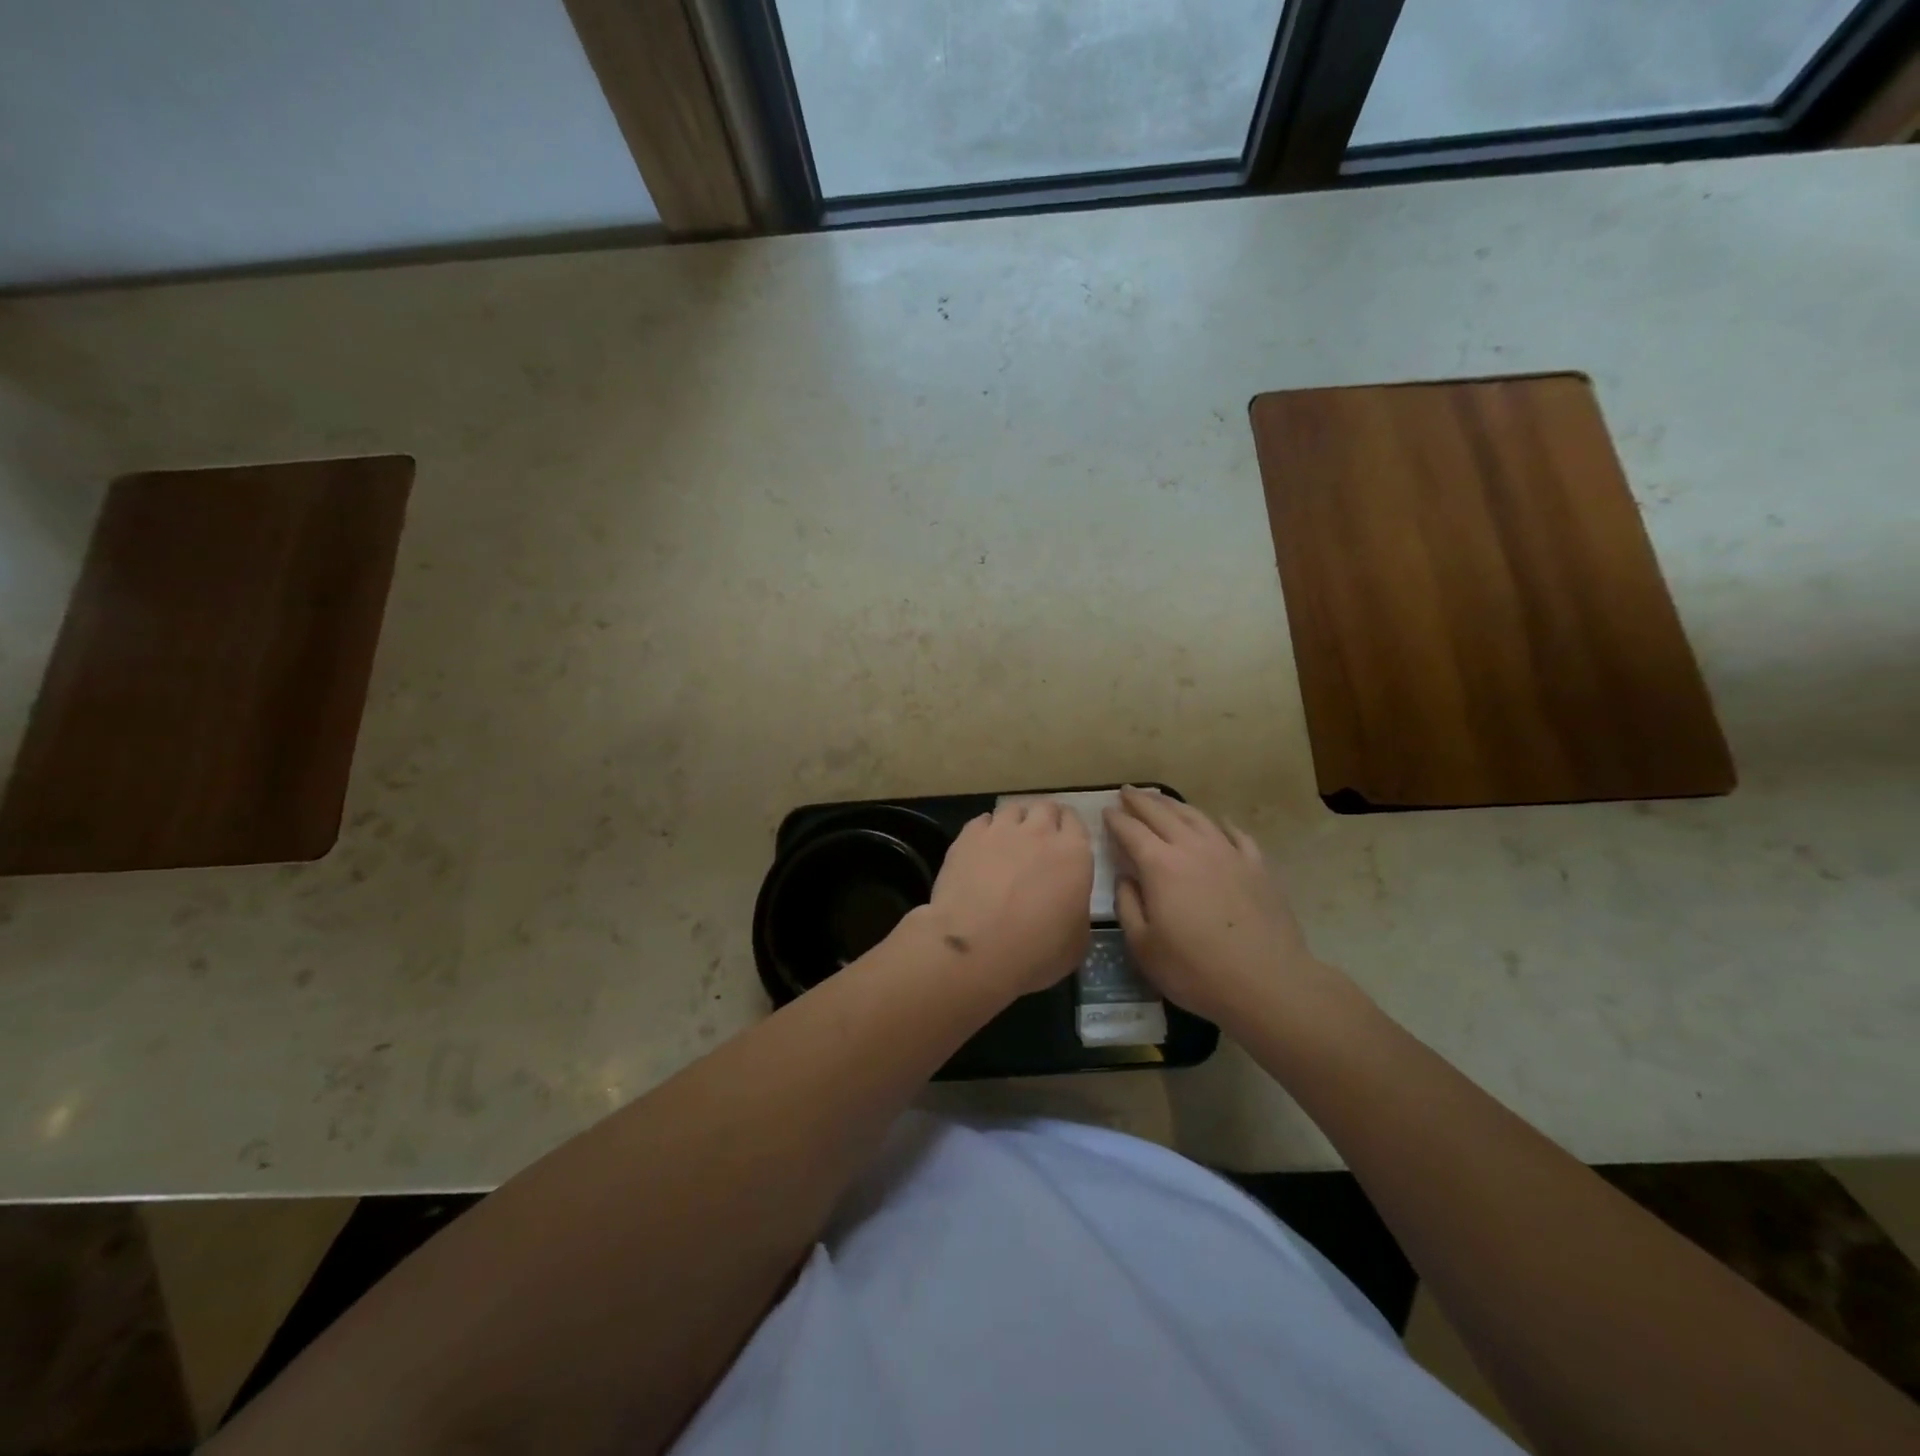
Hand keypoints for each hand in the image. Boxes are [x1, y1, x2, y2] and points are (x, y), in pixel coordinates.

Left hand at [916, 800, 1092, 995]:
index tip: (1064, 842)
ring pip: (1013, 809)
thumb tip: (1069, 902)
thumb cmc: (1035, 952)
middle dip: (1044, 819)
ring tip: (1008, 842)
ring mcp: (1001, 830)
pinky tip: (981, 849)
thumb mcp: (1076, 942)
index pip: (1075, 822)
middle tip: (1038, 841)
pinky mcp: (968, 836)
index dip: (1069, 830)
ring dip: (1015, 821)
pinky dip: (985, 831)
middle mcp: (1039, 833)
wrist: (975, 949)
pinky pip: (982, 821)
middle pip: (1045, 807)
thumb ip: (1076, 909)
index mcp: (1074, 854)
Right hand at [1103, 787, 1331, 1024]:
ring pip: (1197, 817)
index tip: (1106, 811)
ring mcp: (1229, 853)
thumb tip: (1125, 879)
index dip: (1116, 819)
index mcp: (1160, 865)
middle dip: (1141, 801)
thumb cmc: (1195, 970)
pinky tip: (1218, 822)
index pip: (1131, 831)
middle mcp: (1192, 848)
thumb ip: (1128, 906)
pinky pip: (1236, 834)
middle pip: (1162, 814)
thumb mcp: (1143, 946)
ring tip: (1162, 800)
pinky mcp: (1258, 866)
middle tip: (1127, 792)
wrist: (1267, 983)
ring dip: (1175, 805)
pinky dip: (1221, 824)